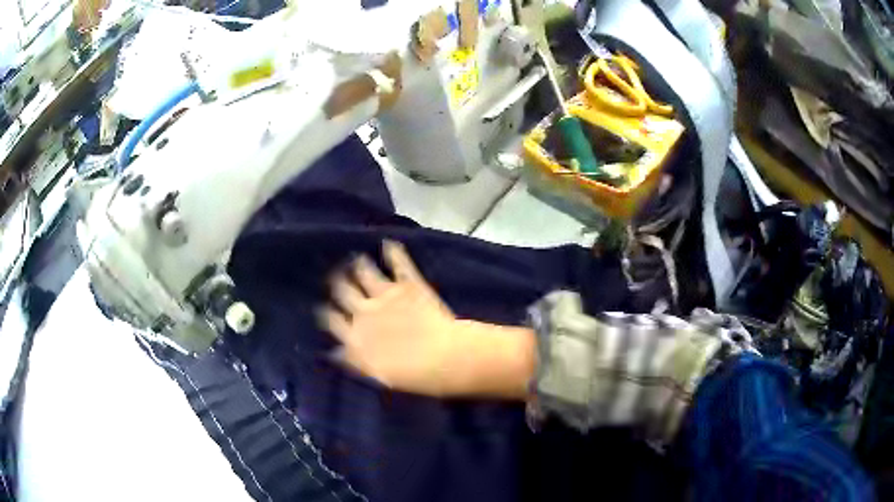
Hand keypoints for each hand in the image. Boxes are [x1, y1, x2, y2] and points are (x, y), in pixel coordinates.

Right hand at [319, 240, 536, 398]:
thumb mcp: (376, 375)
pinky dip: (393, 252)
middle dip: (338, 282)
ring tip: (357, 259)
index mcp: (355, 336)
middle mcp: (364, 311)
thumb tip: (334, 352)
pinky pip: (398, 263)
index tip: (324, 308)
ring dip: (360, 265)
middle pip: (343, 291)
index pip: (332, 319)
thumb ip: (354, 360)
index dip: (327, 313)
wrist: (443, 358)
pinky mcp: (409, 285)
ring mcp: (386, 295)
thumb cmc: (411, 375)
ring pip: (365, 272)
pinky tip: (389, 243)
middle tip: (336, 275)